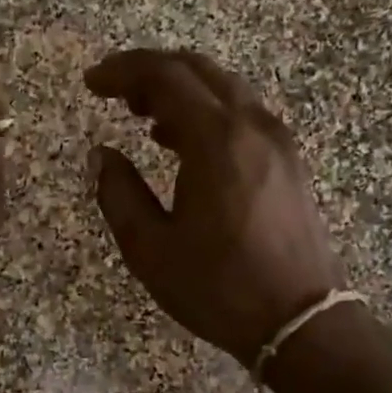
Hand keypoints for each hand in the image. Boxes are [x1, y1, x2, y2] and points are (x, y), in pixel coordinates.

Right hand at [85, 48, 346, 363]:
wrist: (300, 321)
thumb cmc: (218, 287)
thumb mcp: (150, 249)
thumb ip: (119, 194)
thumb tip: (102, 155)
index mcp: (216, 141)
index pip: (165, 77)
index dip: (123, 71)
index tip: (91, 82)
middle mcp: (252, 126)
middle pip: (198, 71)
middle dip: (151, 71)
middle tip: (114, 92)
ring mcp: (277, 141)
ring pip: (224, 88)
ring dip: (180, 89)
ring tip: (142, 115)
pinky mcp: (288, 161)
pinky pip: (242, 113)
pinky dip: (206, 110)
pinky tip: (183, 140)